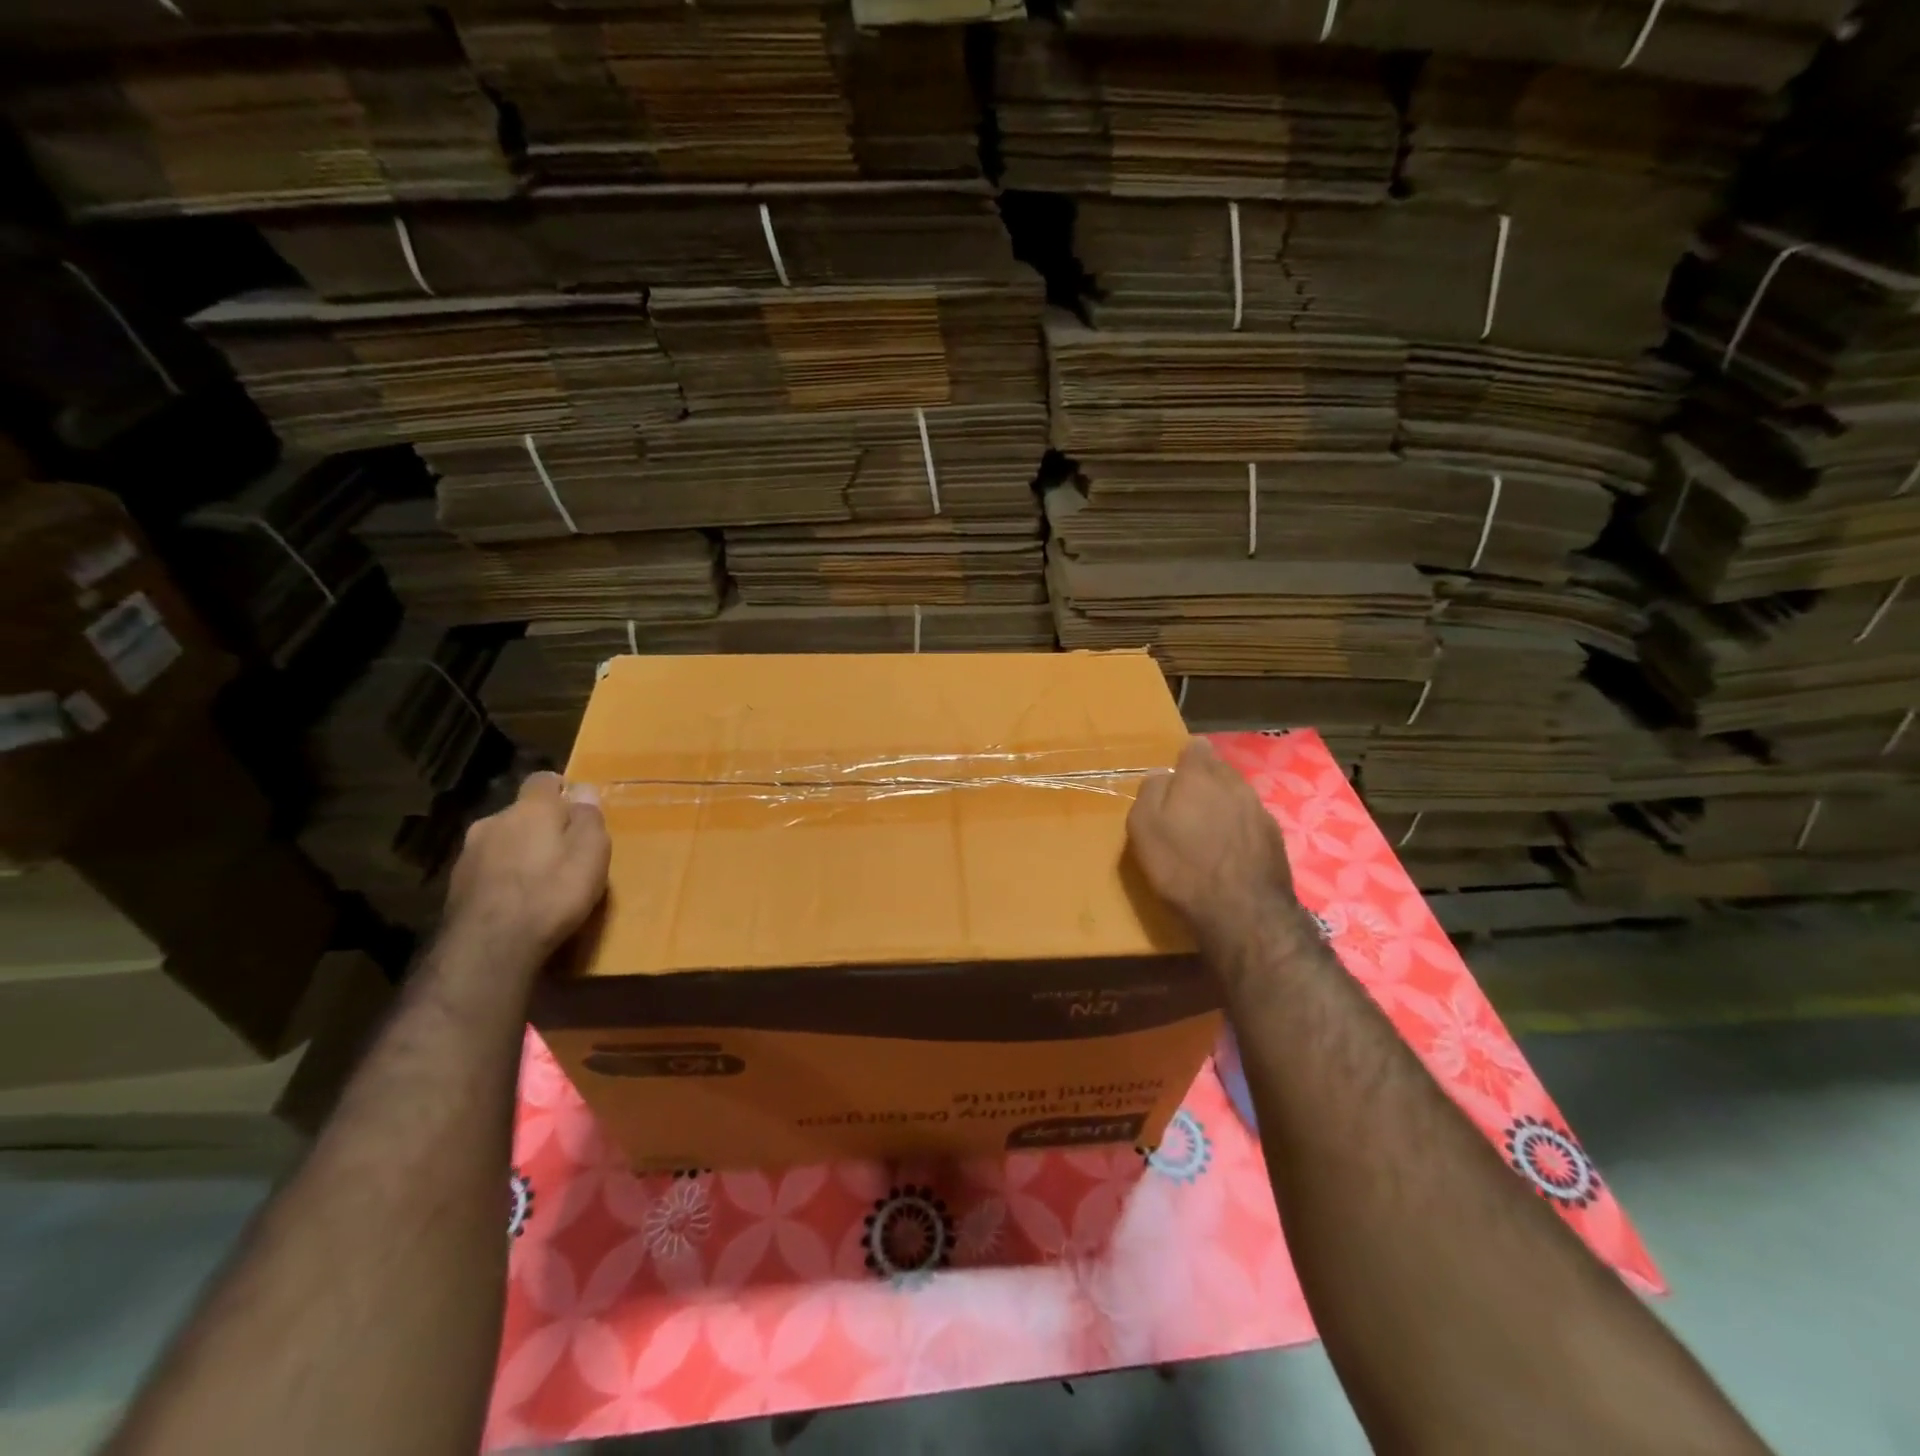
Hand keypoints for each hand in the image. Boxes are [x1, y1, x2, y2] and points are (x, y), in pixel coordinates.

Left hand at [444, 772, 610, 962]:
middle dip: (541, 825)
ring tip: (539, 881)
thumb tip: (584, 789)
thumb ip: (589, 818)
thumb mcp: (591, 853)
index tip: (577, 808)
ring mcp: (469, 853)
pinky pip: (487, 868)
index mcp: (531, 809)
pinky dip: (502, 877)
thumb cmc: (552, 894)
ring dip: (519, 852)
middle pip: (522, 813)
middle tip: (565, 852)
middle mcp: (494, 821)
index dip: (561, 790)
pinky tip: (516, 901)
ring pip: (502, 841)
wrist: (488, 948)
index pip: (543, 780)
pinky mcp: (455, 885)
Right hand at [1128, 738, 1297, 930]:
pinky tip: (1229, 852)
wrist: (1243, 913)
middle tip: (1186, 806)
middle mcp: (1234, 784)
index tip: (1174, 778)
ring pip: (1237, 795)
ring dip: (1224, 805)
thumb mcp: (1143, 827)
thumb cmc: (1182, 866)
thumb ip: (1150, 792)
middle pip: (1218, 770)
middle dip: (1204, 781)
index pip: (1196, 748)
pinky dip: (1240, 829)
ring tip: (1208, 831)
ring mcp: (1260, 810)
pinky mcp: (1275, 838)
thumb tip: (1162, 775)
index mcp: (1200, 775)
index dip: (1185, 759)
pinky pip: (1251, 821)